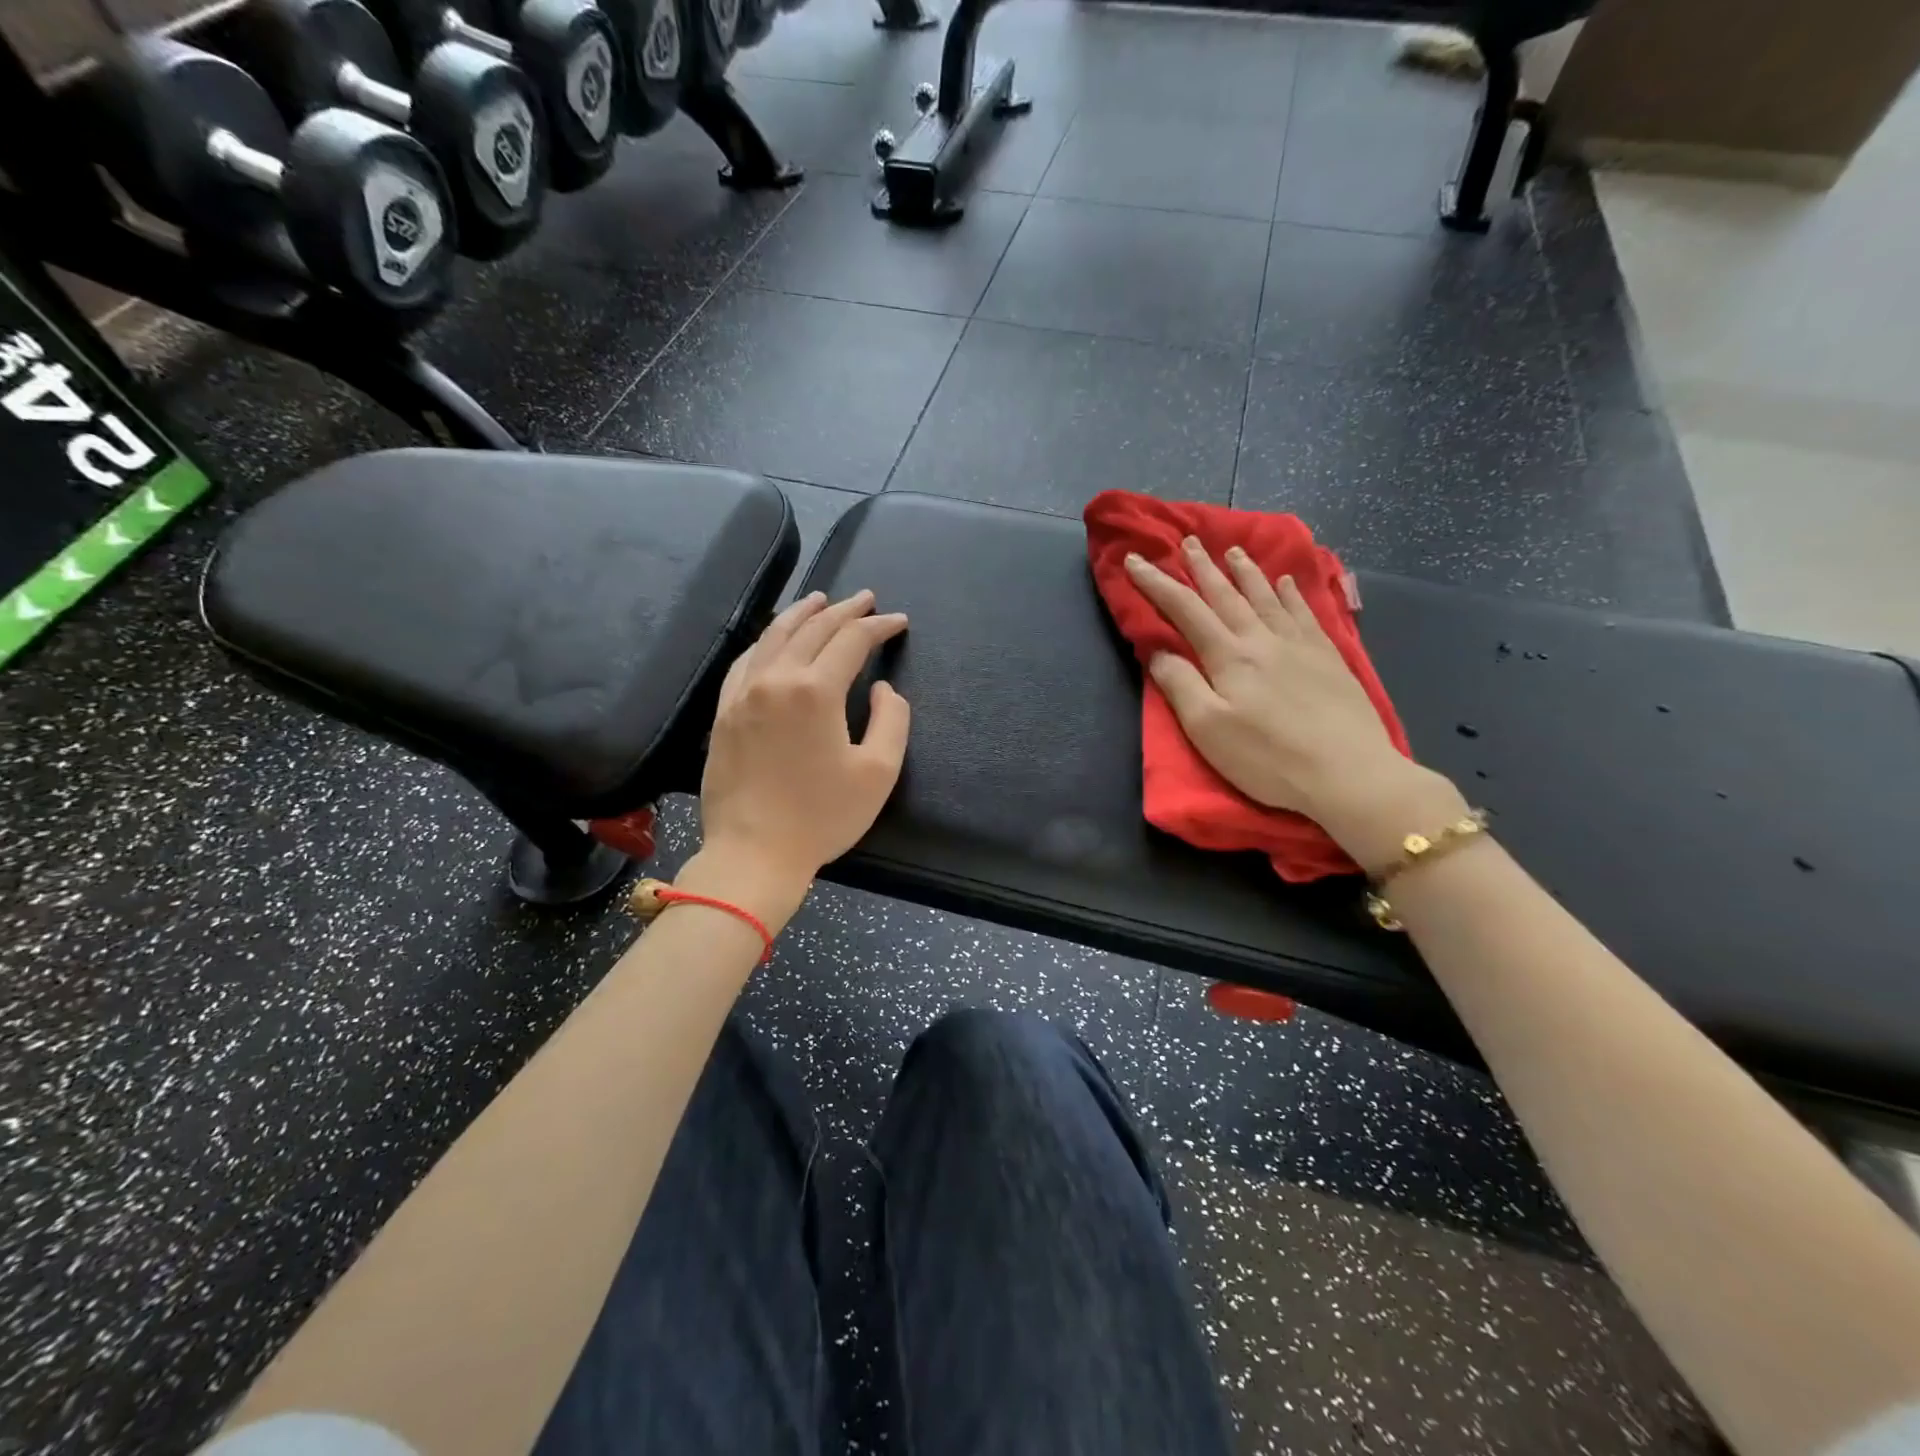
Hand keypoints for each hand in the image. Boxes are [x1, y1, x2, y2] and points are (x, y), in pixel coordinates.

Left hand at [690, 590, 910, 927]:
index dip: (879, 626)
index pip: (852, 640)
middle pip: (813, 629)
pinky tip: (774, 639)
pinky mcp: (723, 712)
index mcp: (815, 691)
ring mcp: (742, 693)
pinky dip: (766, 640)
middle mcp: (775, 679)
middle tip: (866, 599)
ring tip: (821, 600)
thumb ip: (891, 720)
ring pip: (773, 636)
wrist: (752, 854)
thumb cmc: (822, 817)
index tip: (899, 621)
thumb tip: (881, 689)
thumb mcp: (878, 772)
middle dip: (844, 610)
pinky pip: (746, 660)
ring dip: (802, 614)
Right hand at [1125, 539, 1463, 866]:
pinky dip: (1292, 593)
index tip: (1135, 560)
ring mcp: (1300, 645)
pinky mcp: (1329, 658)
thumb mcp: (1208, 729)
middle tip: (1188, 541)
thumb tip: (1160, 650)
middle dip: (1203, 567)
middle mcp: (1262, 640)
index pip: (1184, 610)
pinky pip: (1305, 613)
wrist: (1348, 773)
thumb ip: (1180, 685)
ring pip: (1266, 597)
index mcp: (1228, 657)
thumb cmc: (1267, 757)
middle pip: (1226, 595)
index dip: (1157, 583)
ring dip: (1246, 572)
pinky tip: (1288, 582)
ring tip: (1233, 551)